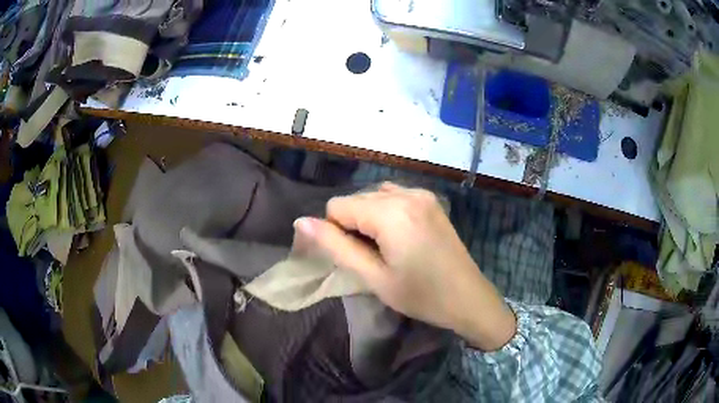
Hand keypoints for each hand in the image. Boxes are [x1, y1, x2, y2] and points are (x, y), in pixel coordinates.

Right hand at [294, 182, 515, 350]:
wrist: (469, 298)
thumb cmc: (421, 296)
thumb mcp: (374, 277)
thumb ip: (336, 246)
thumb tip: (301, 222)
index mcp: (391, 212)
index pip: (337, 206)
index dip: (335, 232)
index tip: (354, 258)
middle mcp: (407, 193)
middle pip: (356, 199)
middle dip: (353, 225)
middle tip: (372, 258)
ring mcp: (422, 194)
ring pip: (373, 196)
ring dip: (368, 219)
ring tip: (385, 249)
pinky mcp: (431, 200)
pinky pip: (394, 196)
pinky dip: (385, 213)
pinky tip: (399, 237)